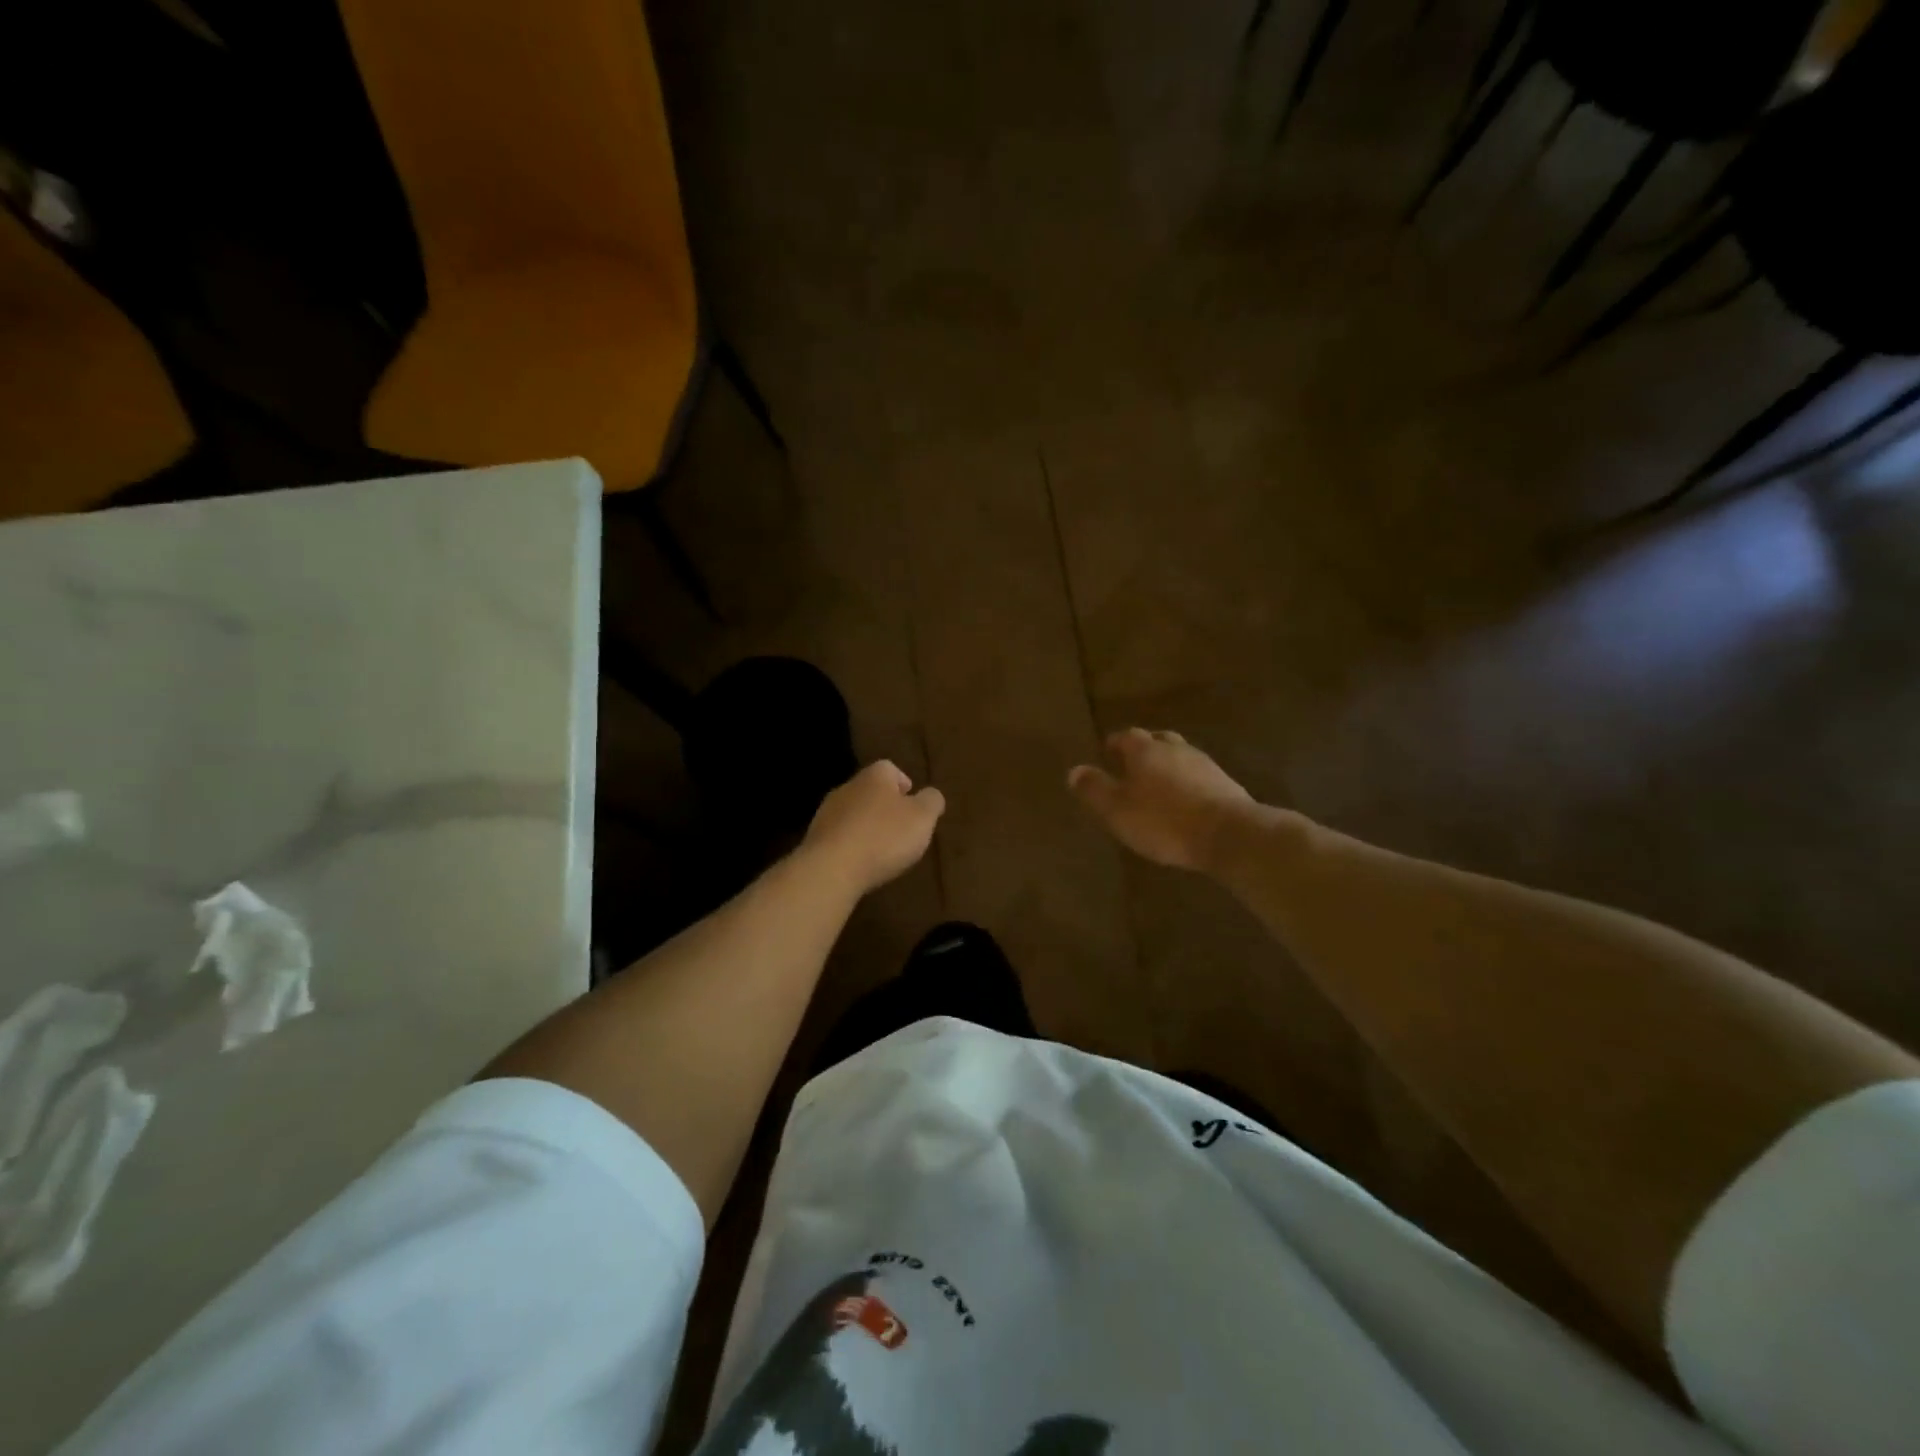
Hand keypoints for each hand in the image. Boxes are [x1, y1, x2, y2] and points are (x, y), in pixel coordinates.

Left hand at [802, 761, 945, 895]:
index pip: (890, 769)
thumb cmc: (884, 837)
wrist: (831, 869)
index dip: (904, 784)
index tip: (913, 804)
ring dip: (866, 826)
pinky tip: (860, 863)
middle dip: (885, 806)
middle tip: (901, 828)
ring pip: (853, 813)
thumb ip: (931, 802)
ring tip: (881, 849)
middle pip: (870, 790)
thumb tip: (931, 794)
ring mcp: (826, 813)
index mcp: (874, 777)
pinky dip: (851, 845)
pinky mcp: (815, 839)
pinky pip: (839, 836)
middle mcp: (847, 787)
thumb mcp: (922, 818)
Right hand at [1068, 729, 1256, 871]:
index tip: (1106, 752)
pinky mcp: (1225, 784)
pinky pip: (1197, 776)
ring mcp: (1204, 764)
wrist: (1228, 834)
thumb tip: (1074, 771)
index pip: (1125, 736)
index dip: (1114, 744)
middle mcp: (1175, 748)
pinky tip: (1184, 800)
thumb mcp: (1117, 810)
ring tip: (1157, 784)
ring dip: (1166, 765)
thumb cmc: (1163, 821)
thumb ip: (1094, 789)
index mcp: (1145, 749)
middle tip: (1131, 765)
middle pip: (1156, 740)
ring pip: (1179, 756)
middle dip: (1143, 750)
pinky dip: (1186, 782)